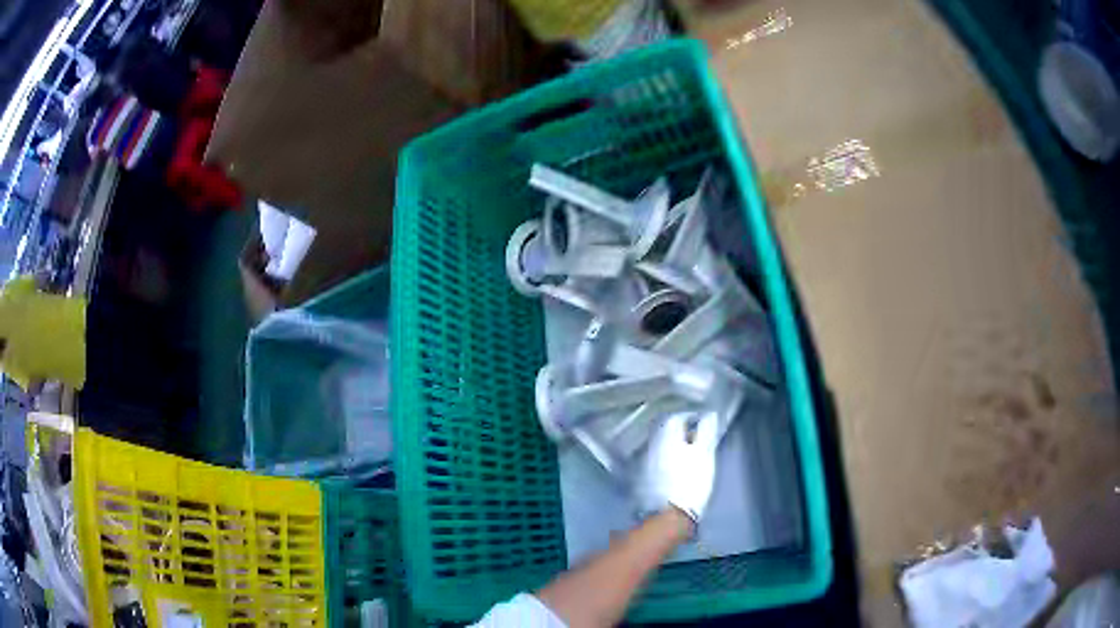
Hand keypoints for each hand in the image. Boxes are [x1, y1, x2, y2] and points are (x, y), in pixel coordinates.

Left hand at [637, 412, 718, 524]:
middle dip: (678, 429)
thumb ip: (706, 432)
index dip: (690, 417)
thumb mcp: (704, 455)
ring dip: (670, 444)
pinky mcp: (640, 479)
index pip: (676, 417)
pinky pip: (653, 460)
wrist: (668, 517)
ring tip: (686, 451)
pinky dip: (664, 459)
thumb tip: (709, 415)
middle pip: (664, 429)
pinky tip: (673, 467)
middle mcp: (650, 445)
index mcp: (666, 436)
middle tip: (695, 435)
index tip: (702, 421)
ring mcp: (643, 463)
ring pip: (658, 445)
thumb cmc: (690, 483)